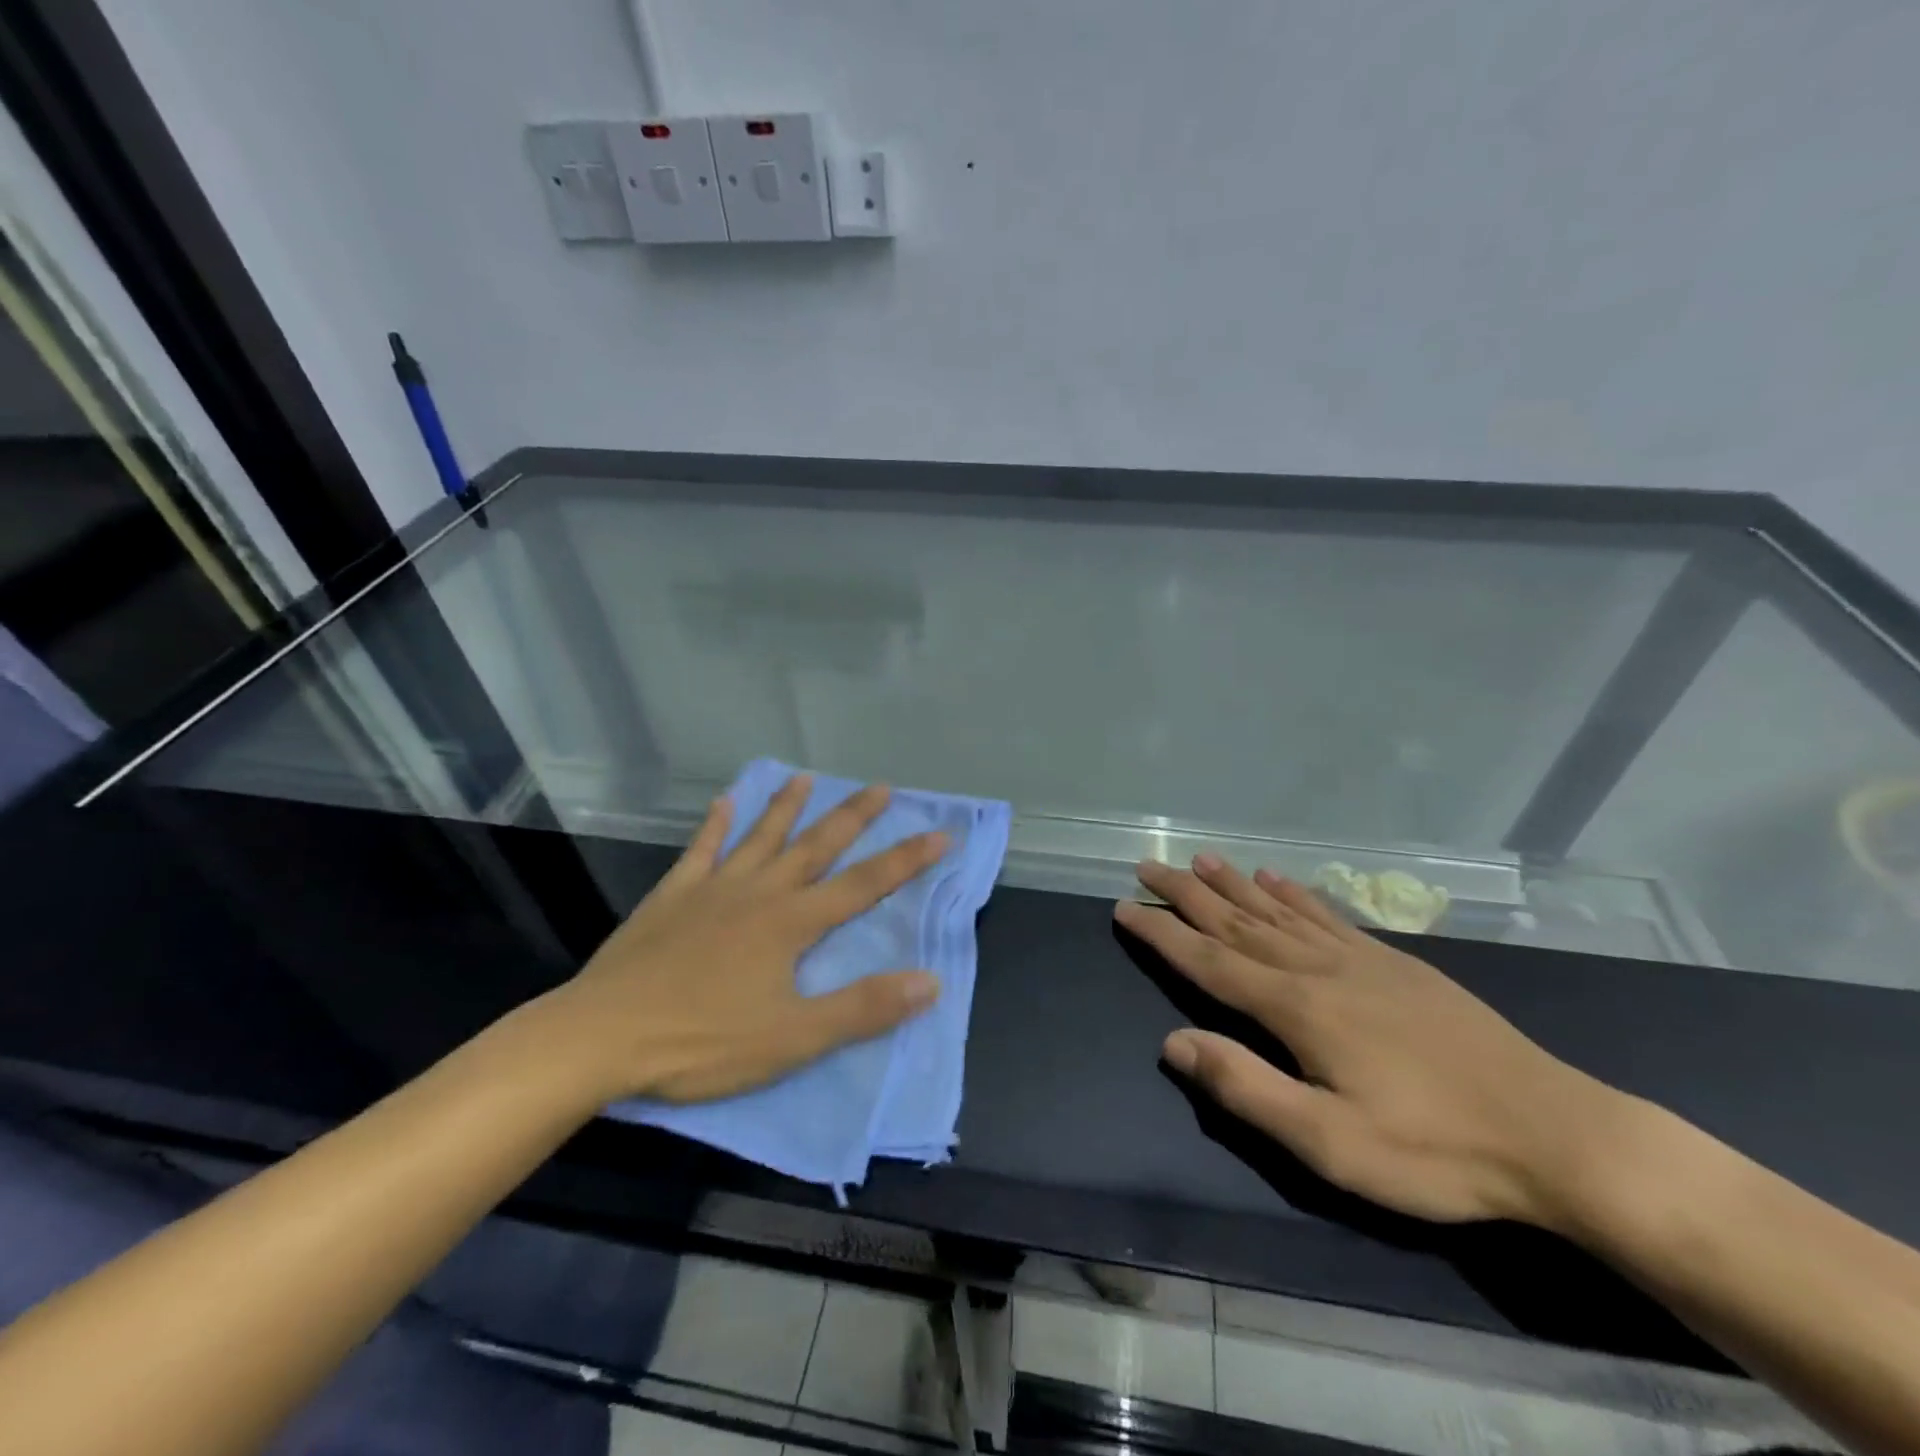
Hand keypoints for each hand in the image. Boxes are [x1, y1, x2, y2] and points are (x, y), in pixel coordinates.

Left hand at [535, 776, 946, 1104]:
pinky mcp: (672, 896)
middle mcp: (759, 893)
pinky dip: (716, 825)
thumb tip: (930, 982)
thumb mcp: (793, 1039)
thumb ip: (863, 1009)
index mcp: (791, 924)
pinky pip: (701, 850)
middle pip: (816, 846)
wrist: (602, 1037)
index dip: (905, 860)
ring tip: (806, 778)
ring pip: (760, 837)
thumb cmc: (702, 1041)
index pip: (863, 885)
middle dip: (853, 817)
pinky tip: (726, 803)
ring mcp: (713, 889)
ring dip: (786, 807)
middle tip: (881, 787)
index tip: (940, 833)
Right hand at [1117, 857, 1629, 1229]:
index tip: (1124, 907)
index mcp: (1295, 1007)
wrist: (1554, 1133)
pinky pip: (1327, 916)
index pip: (1208, 961)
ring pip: (1277, 910)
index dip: (1162, 934)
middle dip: (1186, 895)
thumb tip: (1173, 1042)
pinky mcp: (1395, 962)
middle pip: (1236, 922)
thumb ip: (1245, 1087)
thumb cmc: (1434, 1149)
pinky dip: (1293, 894)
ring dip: (1232, 885)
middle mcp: (1317, 968)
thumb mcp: (1330, 1142)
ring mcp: (1359, 959)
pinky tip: (1277, 879)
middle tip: (1147, 866)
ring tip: (1200, 861)